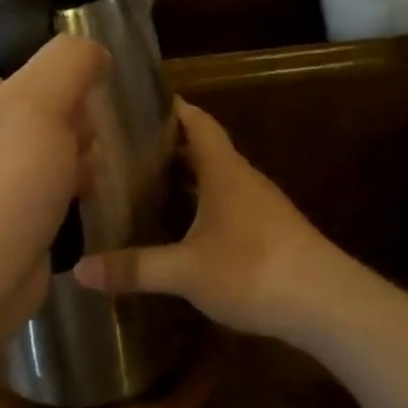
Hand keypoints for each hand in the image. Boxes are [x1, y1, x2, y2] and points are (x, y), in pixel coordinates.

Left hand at [0, 34, 107, 327]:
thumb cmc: (0, 181)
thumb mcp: (40, 102)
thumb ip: (71, 58)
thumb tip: (92, 52)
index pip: (14, 41)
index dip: (54, 60)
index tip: (78, 88)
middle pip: (39, 88)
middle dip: (69, 115)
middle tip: (72, 140)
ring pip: (49, 131)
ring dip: (74, 149)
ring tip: (73, 174)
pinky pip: (43, 168)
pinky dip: (64, 179)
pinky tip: (73, 195)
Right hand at [74, 101, 344, 339]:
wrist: (327, 304)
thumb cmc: (254, 270)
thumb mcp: (186, 271)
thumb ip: (134, 268)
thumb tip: (80, 270)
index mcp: (224, 170)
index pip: (196, 121)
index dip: (169, 108)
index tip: (134, 103)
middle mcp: (242, 179)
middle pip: (202, 150)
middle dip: (165, 147)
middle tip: (120, 150)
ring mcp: (258, 206)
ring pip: (214, 180)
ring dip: (182, 179)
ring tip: (140, 185)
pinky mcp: (267, 232)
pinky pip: (225, 205)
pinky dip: (199, 207)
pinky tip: (179, 229)